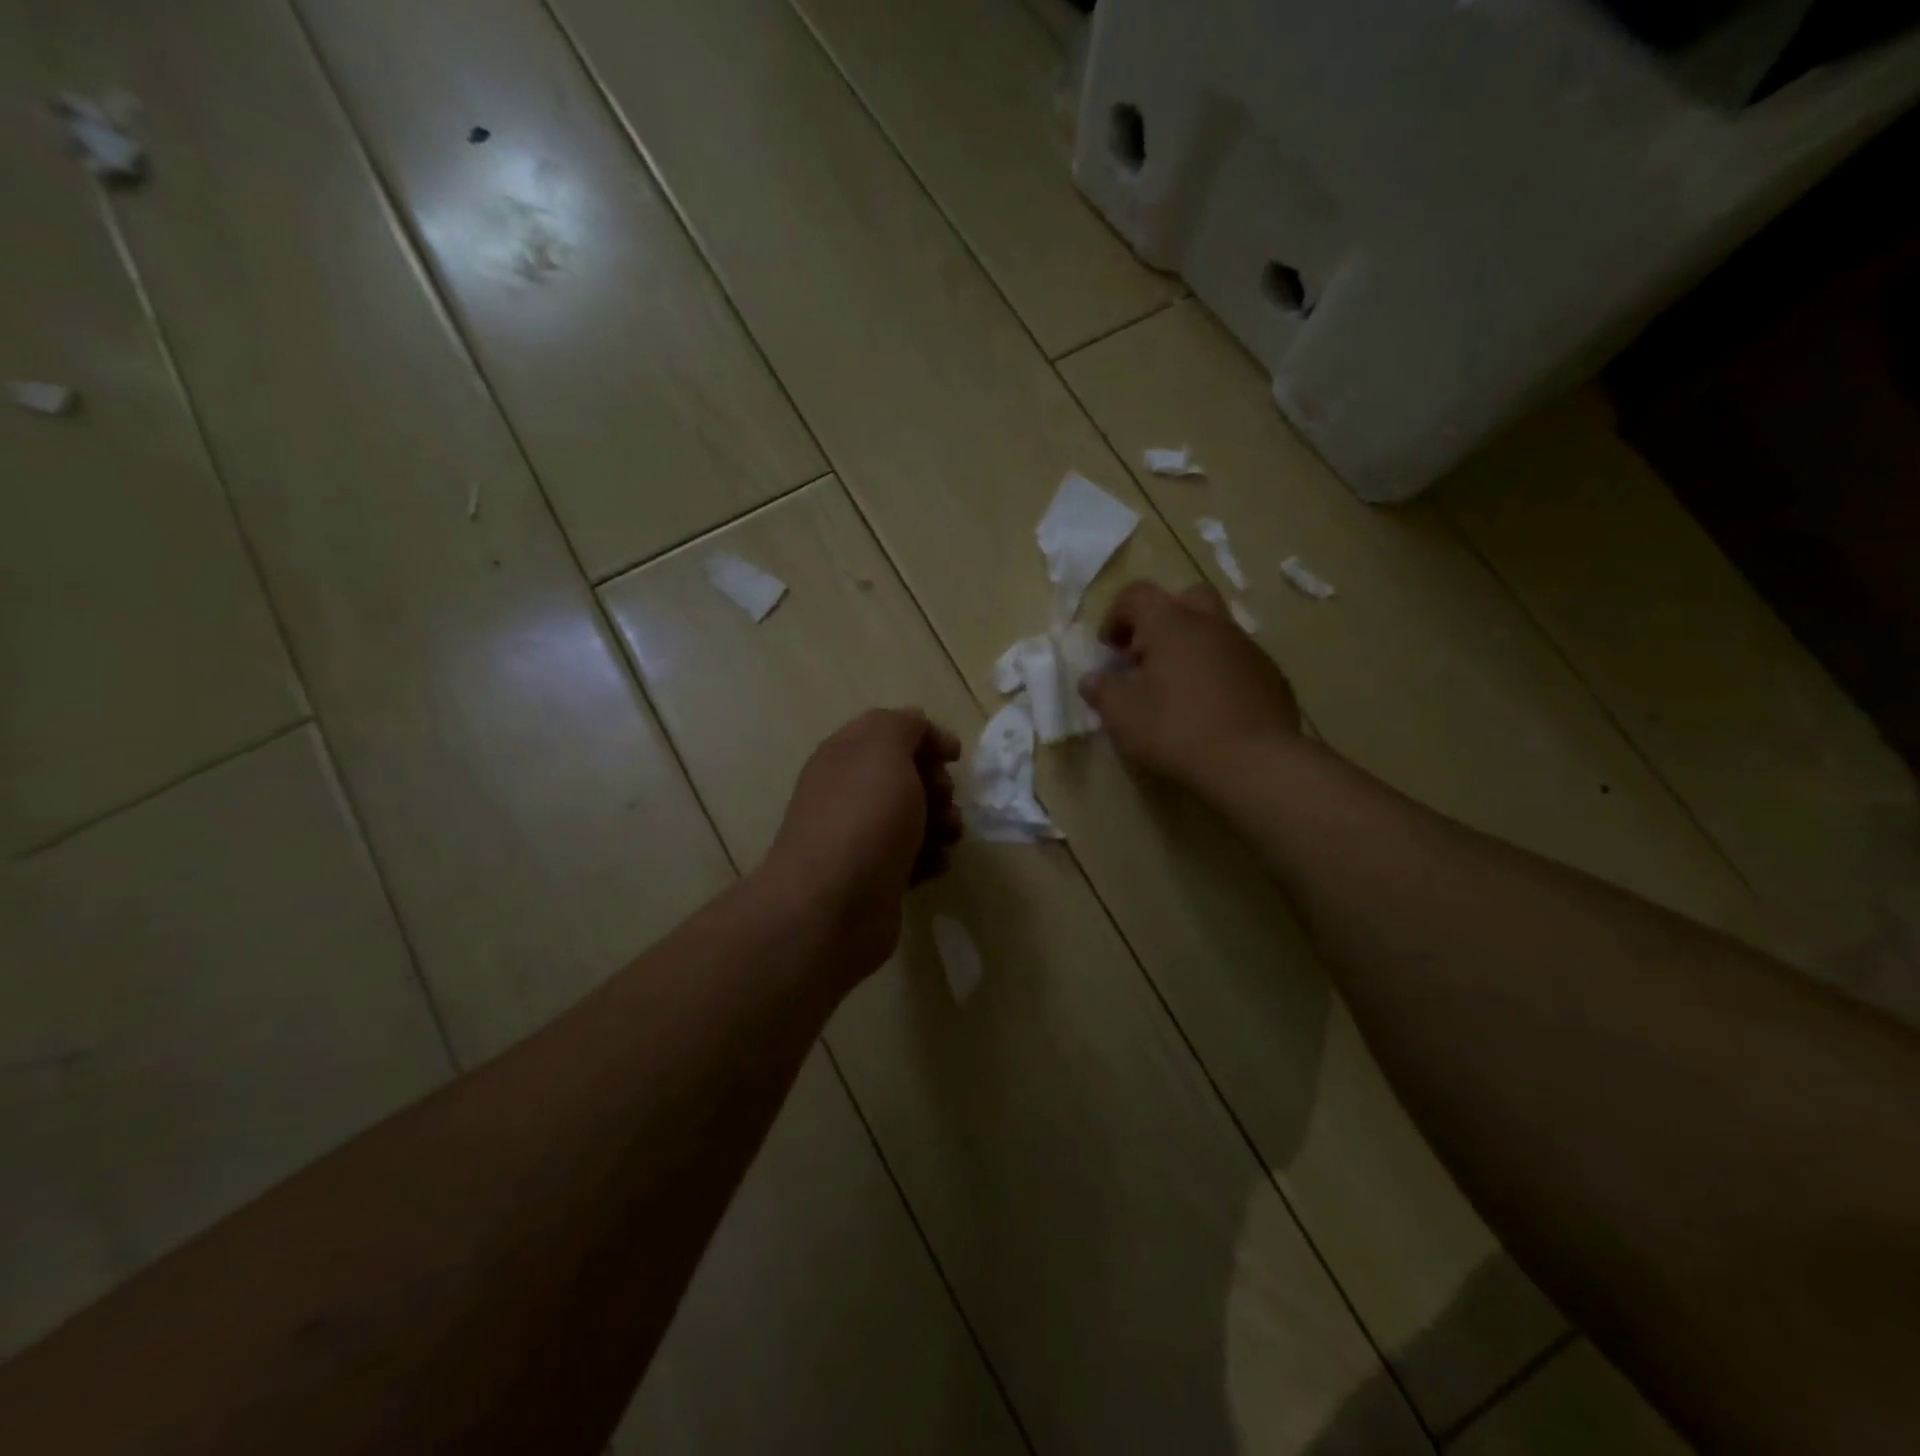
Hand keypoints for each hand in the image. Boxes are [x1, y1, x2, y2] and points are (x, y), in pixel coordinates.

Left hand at [760, 708, 963, 977]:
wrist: (832, 907)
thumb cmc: (863, 819)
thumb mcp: (884, 750)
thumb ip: (904, 726)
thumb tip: (920, 731)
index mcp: (845, 756)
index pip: (889, 730)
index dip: (926, 736)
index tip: (954, 757)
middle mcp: (848, 792)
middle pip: (906, 775)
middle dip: (937, 784)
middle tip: (943, 800)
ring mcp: (860, 837)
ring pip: (914, 818)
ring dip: (941, 823)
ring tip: (946, 838)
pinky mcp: (875, 877)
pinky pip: (912, 858)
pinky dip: (929, 858)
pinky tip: (933, 867)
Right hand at [1079, 581, 1301, 790]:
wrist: (1253, 762)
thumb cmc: (1177, 730)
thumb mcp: (1122, 715)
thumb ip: (1102, 691)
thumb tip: (1091, 680)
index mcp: (1172, 625)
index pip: (1138, 595)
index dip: (1116, 615)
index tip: (1109, 650)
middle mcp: (1212, 625)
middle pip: (1186, 599)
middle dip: (1163, 620)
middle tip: (1148, 656)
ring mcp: (1247, 649)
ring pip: (1215, 630)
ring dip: (1192, 648)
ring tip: (1177, 689)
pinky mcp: (1271, 676)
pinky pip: (1237, 661)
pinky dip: (1218, 673)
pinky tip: (1210, 709)